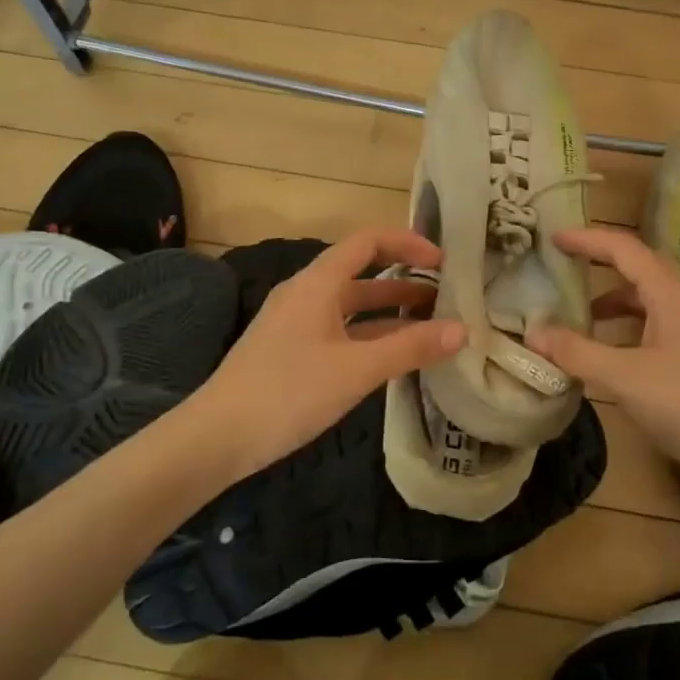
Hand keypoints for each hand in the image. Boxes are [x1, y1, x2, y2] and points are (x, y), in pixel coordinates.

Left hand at [188, 227, 465, 479]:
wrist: (217, 437)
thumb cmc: (289, 391)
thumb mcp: (357, 369)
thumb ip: (411, 347)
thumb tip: (463, 329)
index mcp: (318, 282)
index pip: (369, 242)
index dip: (408, 244)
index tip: (444, 262)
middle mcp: (307, 293)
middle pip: (363, 273)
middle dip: (406, 283)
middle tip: (448, 298)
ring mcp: (297, 323)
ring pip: (353, 307)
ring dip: (390, 313)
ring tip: (433, 327)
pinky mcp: (292, 350)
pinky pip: (341, 331)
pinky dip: (370, 336)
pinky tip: (395, 358)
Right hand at [525, 227, 679, 493]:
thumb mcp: (625, 379)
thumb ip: (577, 353)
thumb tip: (532, 332)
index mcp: (671, 293)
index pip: (624, 248)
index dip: (587, 239)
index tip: (553, 239)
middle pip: (638, 268)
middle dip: (600, 265)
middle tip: (563, 269)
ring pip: (650, 300)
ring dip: (614, 302)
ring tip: (581, 320)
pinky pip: (659, 326)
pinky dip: (630, 330)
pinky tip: (615, 356)